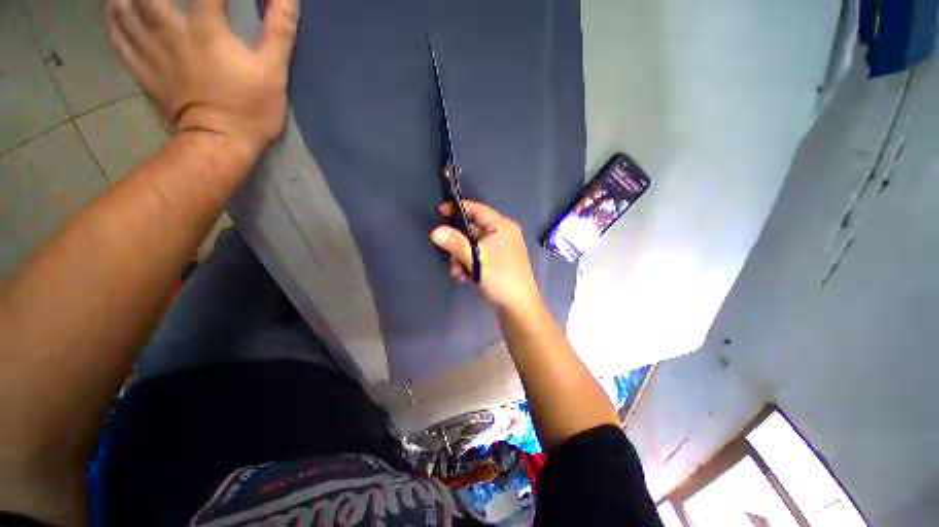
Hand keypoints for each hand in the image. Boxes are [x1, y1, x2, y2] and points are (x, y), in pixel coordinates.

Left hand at [106, 0, 298, 157]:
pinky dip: (114, 19)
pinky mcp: (142, 70)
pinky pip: (118, 37)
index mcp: (206, 29)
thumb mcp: (274, 71)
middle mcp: (170, 31)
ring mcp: (151, 51)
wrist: (219, 143)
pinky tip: (116, 8)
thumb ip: (279, 30)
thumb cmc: (251, 109)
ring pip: (125, 9)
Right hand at [431, 201, 540, 310]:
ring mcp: (499, 248)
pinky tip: (464, 277)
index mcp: (502, 226)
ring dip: (461, 257)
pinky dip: (468, 263)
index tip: (438, 212)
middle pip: (472, 229)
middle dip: (457, 243)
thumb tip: (434, 231)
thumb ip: (455, 243)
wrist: (518, 307)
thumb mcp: (476, 259)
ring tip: (458, 272)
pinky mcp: (496, 260)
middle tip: (449, 256)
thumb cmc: (500, 278)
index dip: (457, 208)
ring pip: (472, 244)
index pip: (477, 209)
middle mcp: (501, 233)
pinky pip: (477, 255)